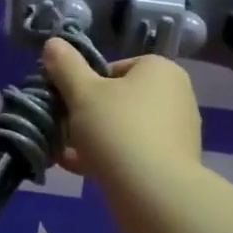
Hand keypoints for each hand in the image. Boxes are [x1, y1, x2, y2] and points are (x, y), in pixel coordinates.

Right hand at [41, 38, 202, 184]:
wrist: (153, 190)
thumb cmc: (117, 129)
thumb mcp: (82, 93)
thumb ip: (66, 66)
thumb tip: (54, 42)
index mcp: (160, 70)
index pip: (114, 68)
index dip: (86, 84)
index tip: (68, 103)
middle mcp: (176, 95)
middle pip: (120, 99)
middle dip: (88, 114)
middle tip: (64, 129)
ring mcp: (178, 131)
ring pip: (125, 128)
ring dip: (95, 138)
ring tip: (66, 154)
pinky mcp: (174, 162)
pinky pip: (134, 152)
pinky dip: (110, 158)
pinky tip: (80, 169)